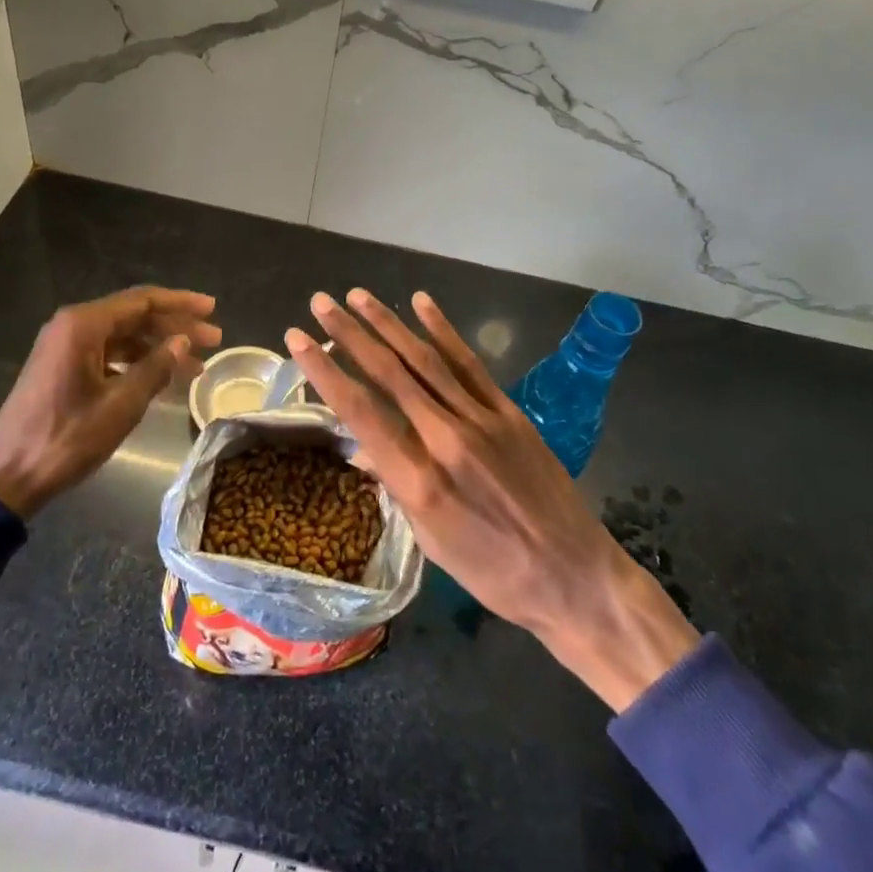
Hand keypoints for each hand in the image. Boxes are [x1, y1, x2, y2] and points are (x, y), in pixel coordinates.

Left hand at [0, 286, 220, 517]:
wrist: (7, 476)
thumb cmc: (66, 438)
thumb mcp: (120, 405)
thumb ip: (155, 368)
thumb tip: (183, 343)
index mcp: (83, 325)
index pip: (143, 301)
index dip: (181, 304)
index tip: (213, 309)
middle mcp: (72, 326)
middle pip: (134, 315)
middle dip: (175, 327)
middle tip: (214, 340)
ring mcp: (65, 347)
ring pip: (123, 336)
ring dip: (159, 347)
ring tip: (196, 365)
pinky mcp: (62, 367)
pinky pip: (108, 353)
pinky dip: (137, 362)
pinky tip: (161, 378)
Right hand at [284, 288, 698, 711]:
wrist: (574, 576)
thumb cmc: (493, 573)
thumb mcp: (431, 543)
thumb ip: (397, 485)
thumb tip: (364, 449)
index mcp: (419, 481)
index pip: (360, 412)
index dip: (325, 372)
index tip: (298, 340)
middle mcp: (446, 439)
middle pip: (389, 374)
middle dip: (350, 334)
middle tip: (321, 303)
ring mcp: (481, 419)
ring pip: (425, 360)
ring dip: (388, 323)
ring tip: (358, 295)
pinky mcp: (508, 411)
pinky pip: (469, 363)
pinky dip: (443, 331)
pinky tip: (421, 304)